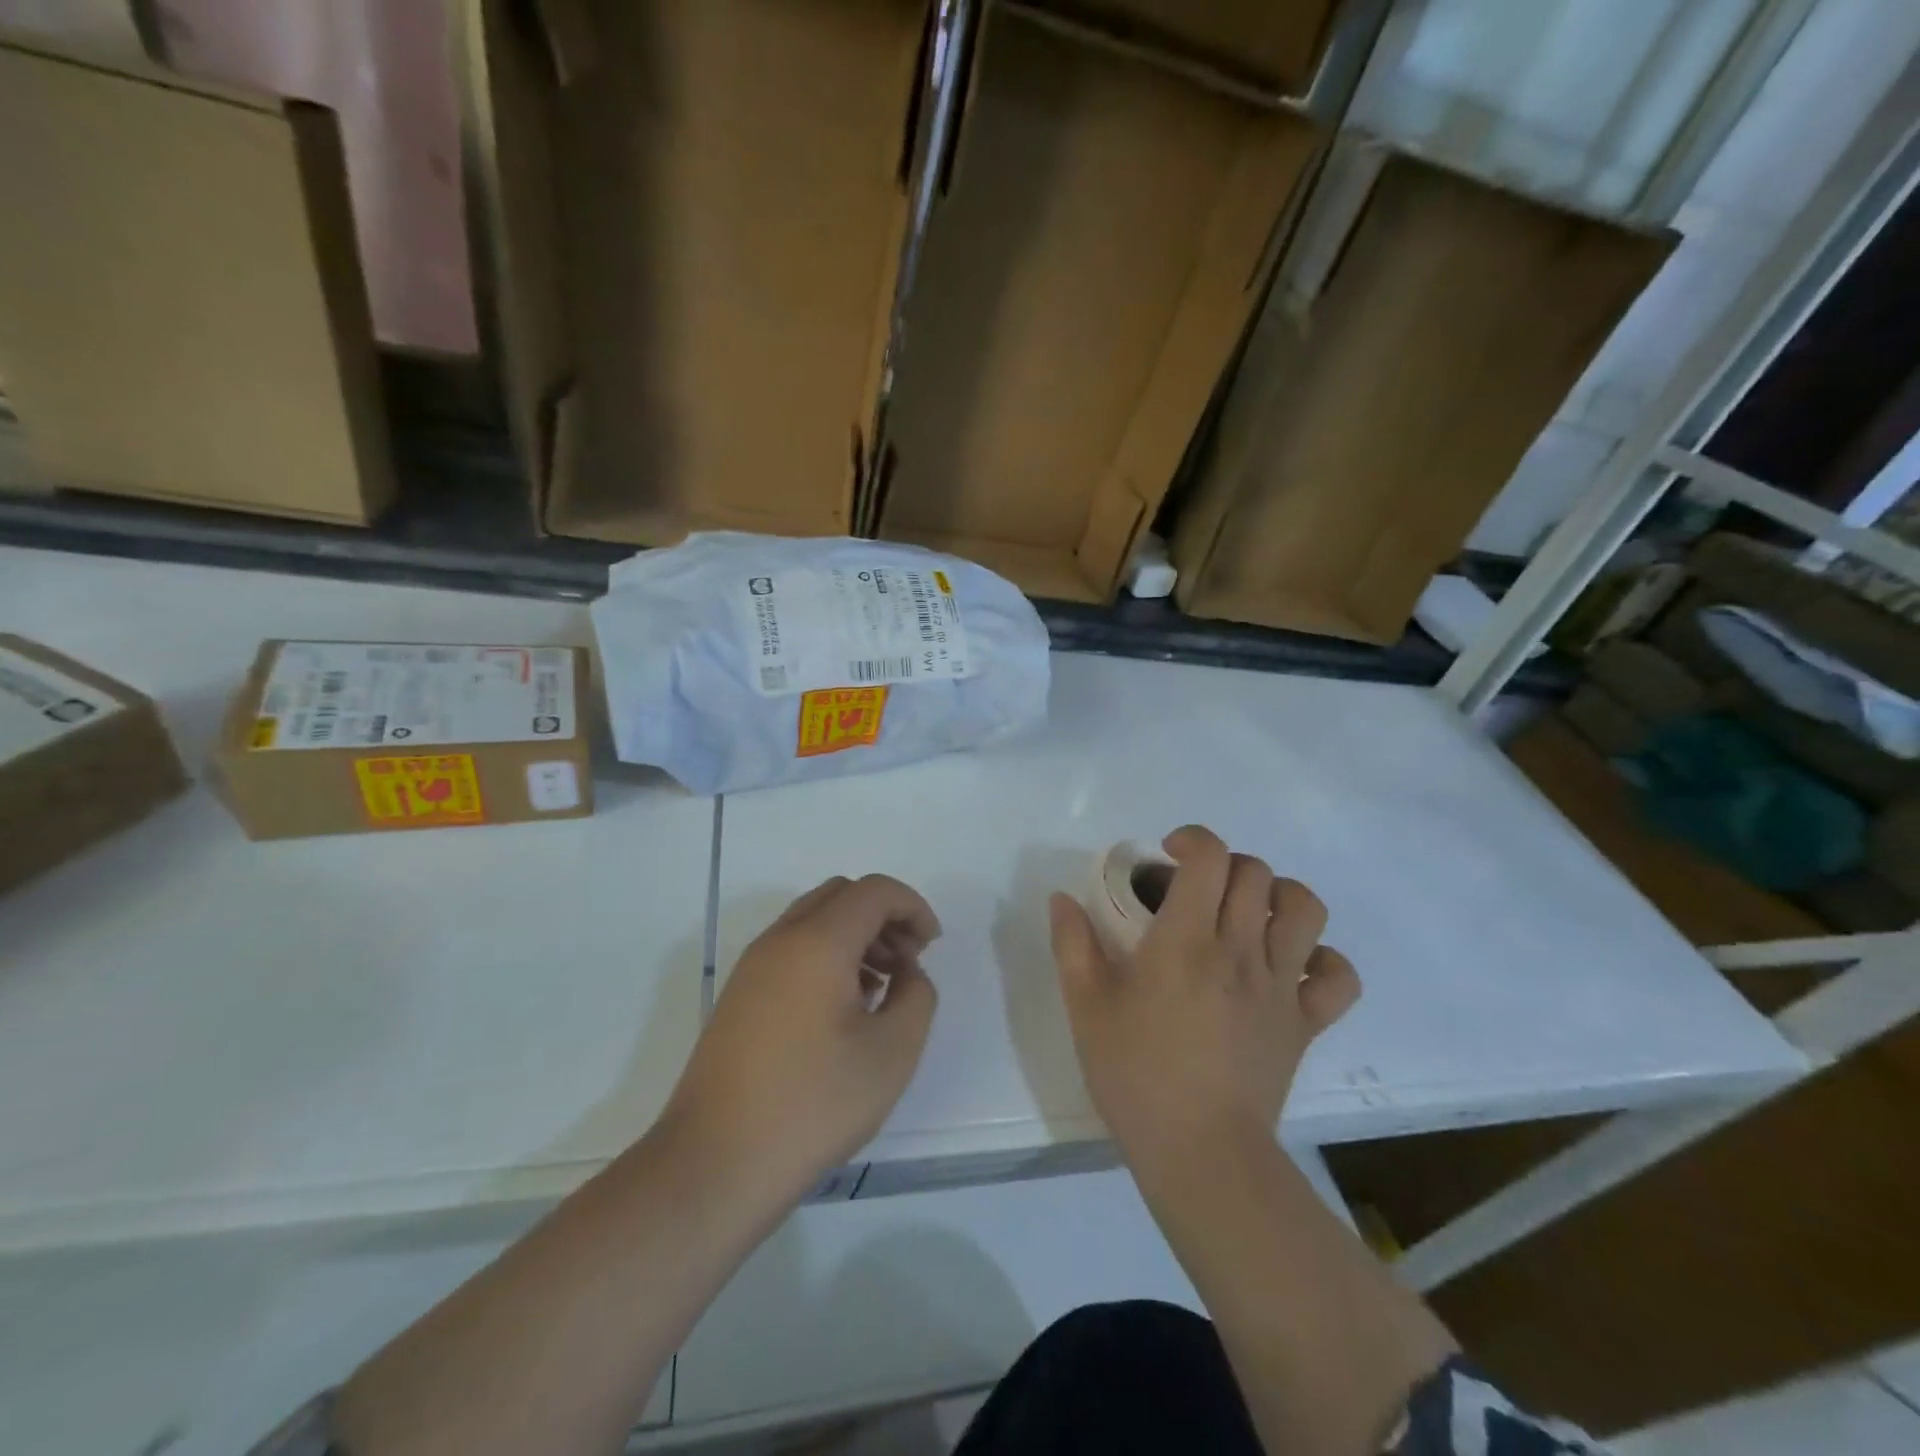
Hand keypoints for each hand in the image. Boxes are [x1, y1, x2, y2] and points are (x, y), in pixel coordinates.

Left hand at [658, 875, 940, 1204]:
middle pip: (841, 895)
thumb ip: (916, 996)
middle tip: (907, 964)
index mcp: (818, 942)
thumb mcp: (892, 1053)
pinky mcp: (739, 995)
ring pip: (814, 920)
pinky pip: (792, 949)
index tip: (932, 948)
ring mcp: (752, 966)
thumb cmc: (813, 1104)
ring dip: (855, 936)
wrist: (714, 1164)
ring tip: (879, 989)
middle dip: (884, 916)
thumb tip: (906, 973)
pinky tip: (842, 1010)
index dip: (913, 907)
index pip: (874, 890)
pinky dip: (827, 956)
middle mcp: (780, 939)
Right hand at [1048, 826, 1359, 1175]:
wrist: (1201, 1154)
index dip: (1193, 840)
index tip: (1168, 857)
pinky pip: (1338, 977)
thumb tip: (1062, 898)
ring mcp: (1279, 986)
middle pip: (1256, 873)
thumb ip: (1072, 944)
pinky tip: (1291, 966)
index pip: (1210, 858)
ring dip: (1279, 896)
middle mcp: (1239, 951)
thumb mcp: (1086, 1008)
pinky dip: (1322, 960)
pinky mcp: (1304, 1023)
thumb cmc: (1135, 1076)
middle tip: (1198, 891)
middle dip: (1226, 866)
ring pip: (1305, 909)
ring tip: (1250, 914)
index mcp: (1185, 941)